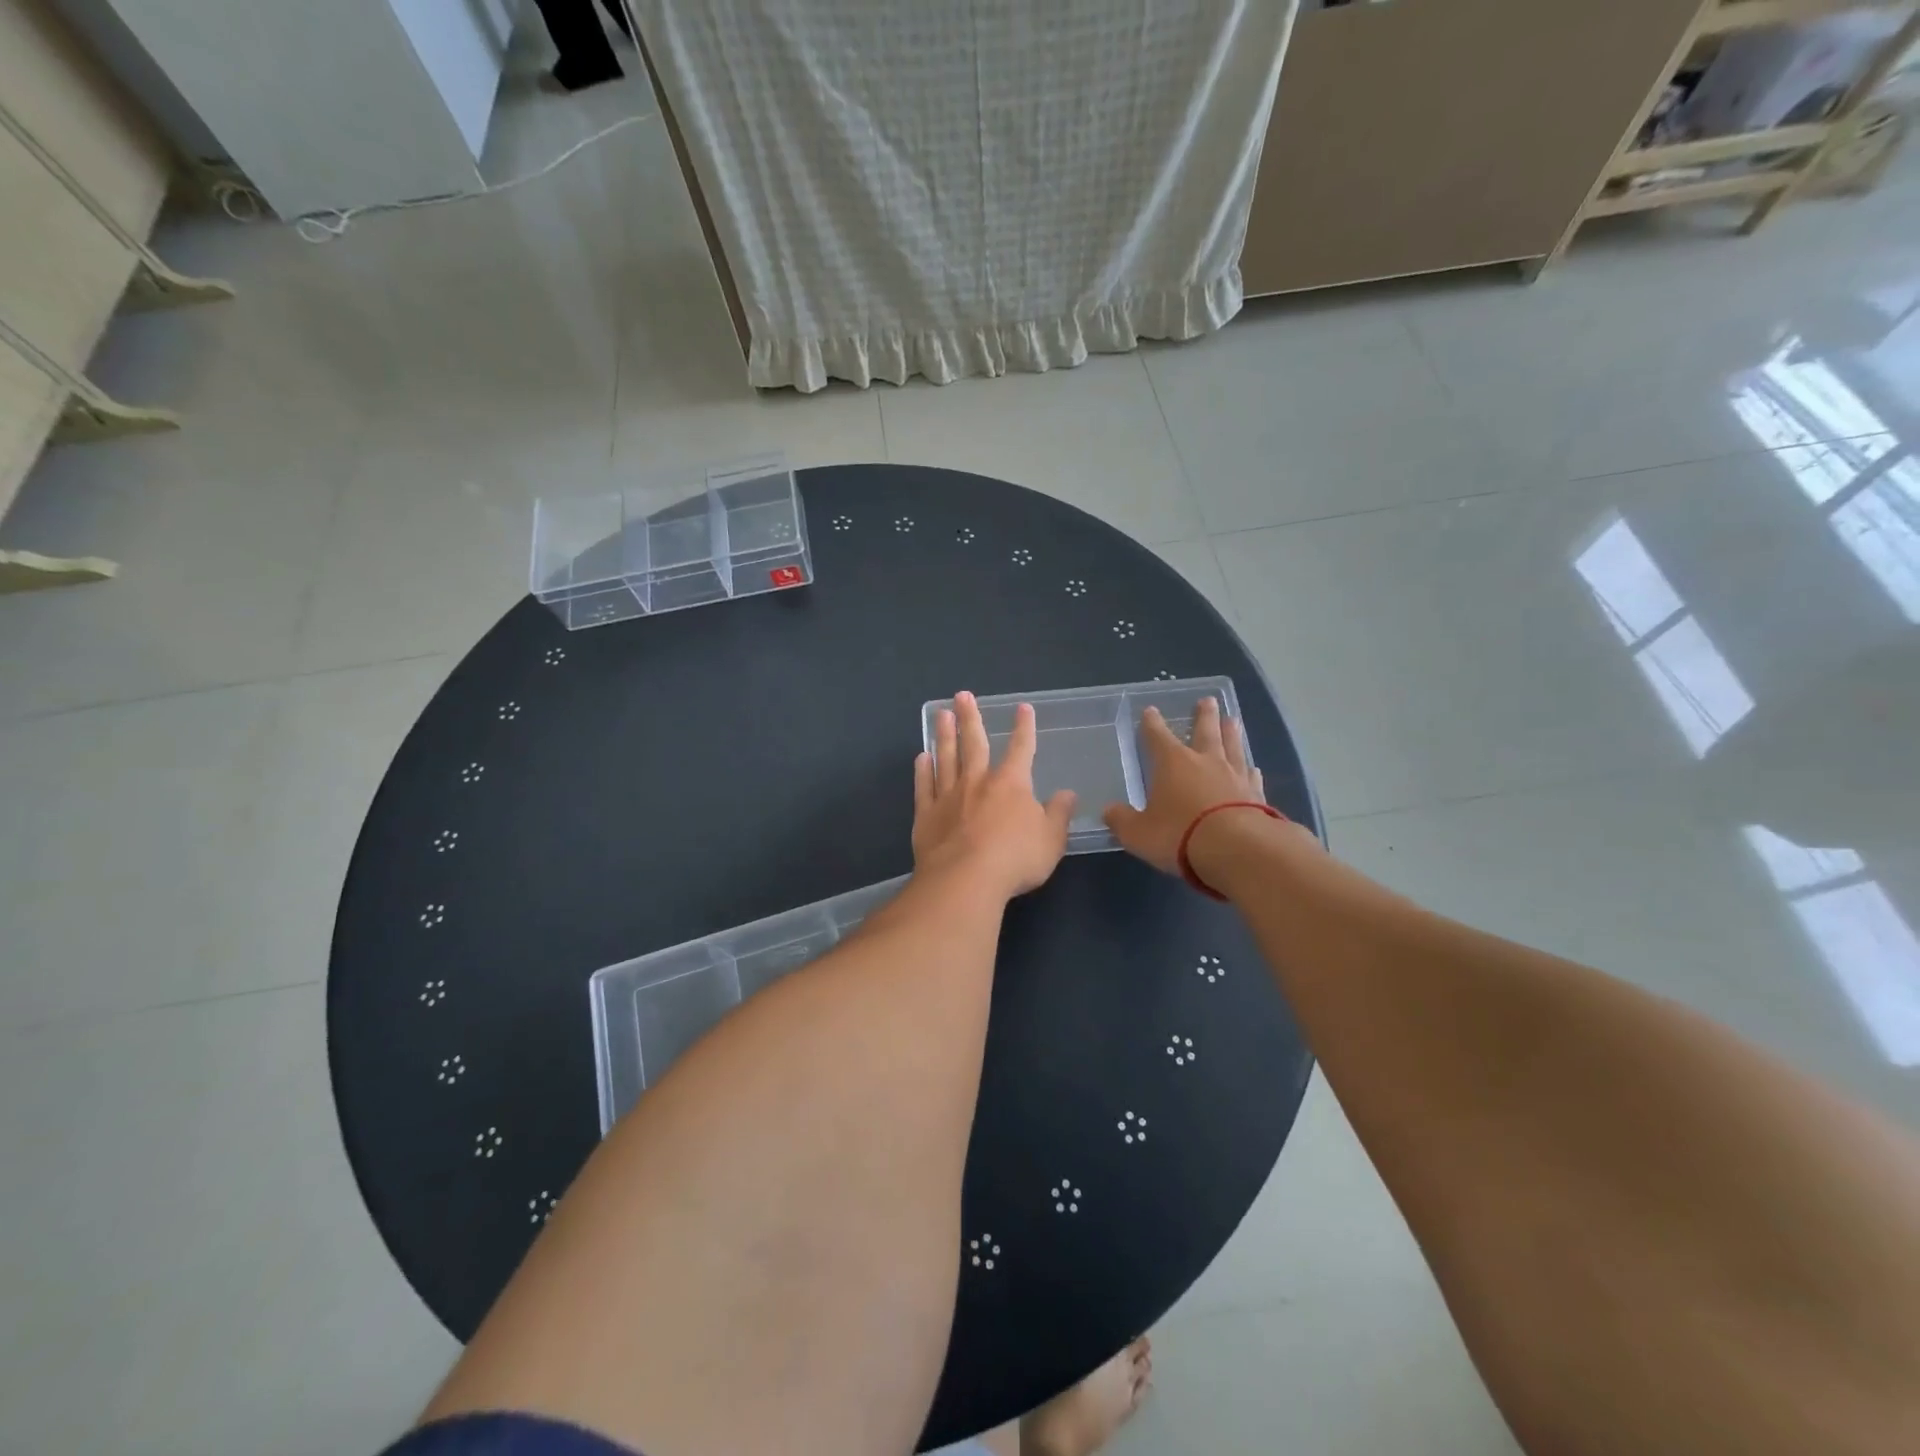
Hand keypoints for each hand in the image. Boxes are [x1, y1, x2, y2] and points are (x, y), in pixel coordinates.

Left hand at [913, 692, 1075, 900]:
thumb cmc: (1015, 859)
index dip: (1024, 728)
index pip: (1022, 749)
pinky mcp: (926, 815)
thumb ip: (1058, 815)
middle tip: (962, 695)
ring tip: (941, 714)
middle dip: (970, 718)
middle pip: (974, 743)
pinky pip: (925, 786)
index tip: (1022, 708)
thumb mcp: (1051, 840)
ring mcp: (949, 796)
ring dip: (944, 735)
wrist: (965, 880)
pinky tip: (921, 757)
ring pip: (946, 758)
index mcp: (1011, 784)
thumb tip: (1068, 794)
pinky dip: (923, 770)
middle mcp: (978, 782)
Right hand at [1103, 698, 1264, 875]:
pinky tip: (1253, 767)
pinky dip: (1250, 769)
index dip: (1152, 724)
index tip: (1151, 710)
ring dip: (1231, 733)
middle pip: (1205, 731)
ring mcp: (1234, 776)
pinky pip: (1252, 776)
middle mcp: (1205, 761)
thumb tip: (1109, 811)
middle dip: (1204, 716)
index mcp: (1172, 763)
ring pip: (1232, 746)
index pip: (1158, 737)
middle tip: (1208, 700)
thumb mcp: (1138, 833)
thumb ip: (1122, 820)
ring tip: (1233, 719)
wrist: (1237, 849)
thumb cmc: (1179, 835)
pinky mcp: (1257, 795)